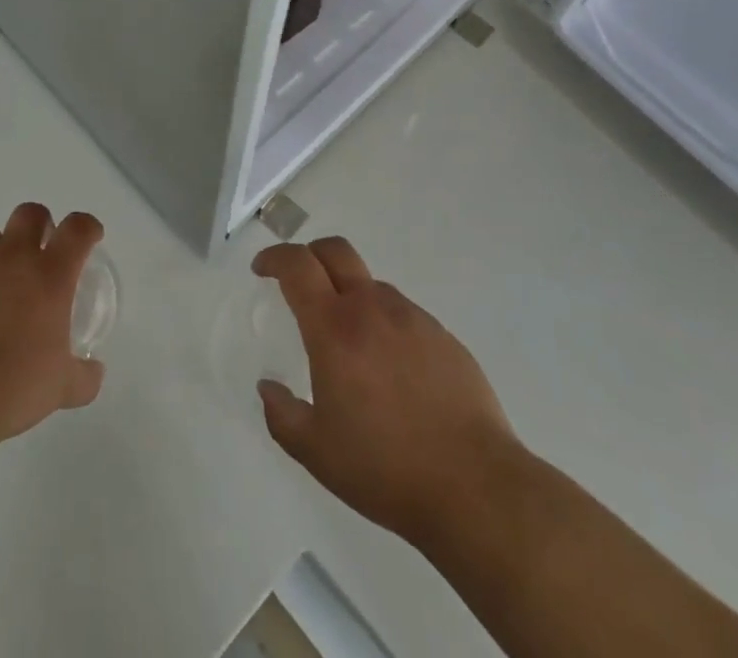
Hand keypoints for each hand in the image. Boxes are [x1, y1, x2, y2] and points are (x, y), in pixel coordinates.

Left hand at [0, 203, 105, 452]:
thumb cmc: (12, 389)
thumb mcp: (62, 390)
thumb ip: (83, 376)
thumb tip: (92, 371)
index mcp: (49, 276)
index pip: (77, 229)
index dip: (87, 227)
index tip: (90, 238)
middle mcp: (11, 260)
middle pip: (30, 213)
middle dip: (41, 225)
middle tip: (43, 253)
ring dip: (0, 250)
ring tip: (1, 283)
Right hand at [253, 236, 523, 547]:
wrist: (475, 486)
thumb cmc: (386, 468)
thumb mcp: (317, 453)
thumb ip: (283, 415)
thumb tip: (268, 387)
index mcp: (335, 329)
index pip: (298, 267)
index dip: (275, 258)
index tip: (261, 269)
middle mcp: (372, 309)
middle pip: (336, 251)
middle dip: (310, 254)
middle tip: (297, 280)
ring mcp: (412, 318)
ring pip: (371, 284)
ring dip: (349, 295)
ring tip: (349, 343)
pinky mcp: (443, 336)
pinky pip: (402, 314)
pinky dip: (384, 323)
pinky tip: (391, 369)